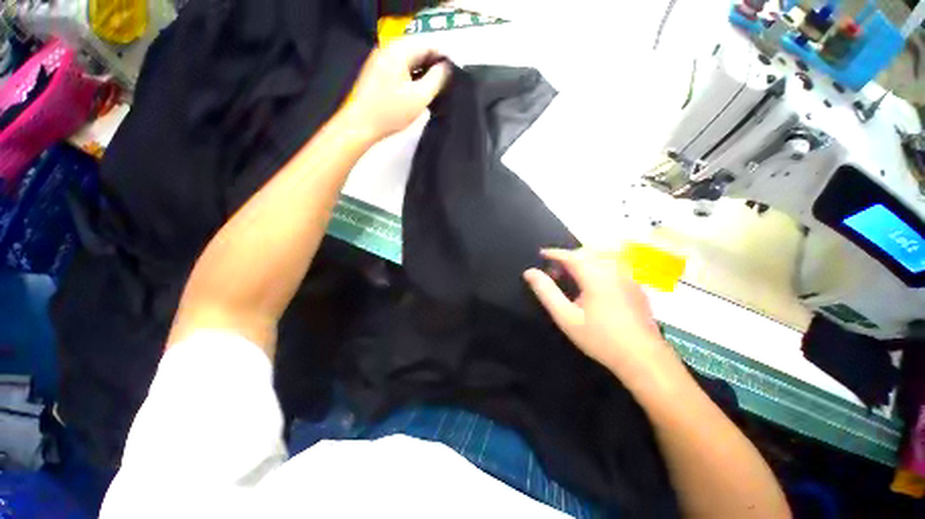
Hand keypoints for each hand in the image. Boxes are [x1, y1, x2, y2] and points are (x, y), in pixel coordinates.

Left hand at [342, 40, 450, 140]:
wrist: (361, 125)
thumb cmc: (391, 112)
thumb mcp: (420, 97)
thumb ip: (437, 79)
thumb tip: (447, 68)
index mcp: (398, 50)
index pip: (428, 44)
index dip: (443, 58)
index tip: (454, 75)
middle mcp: (388, 49)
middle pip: (418, 51)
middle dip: (433, 66)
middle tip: (446, 85)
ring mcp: (381, 60)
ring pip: (410, 61)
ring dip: (423, 73)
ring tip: (435, 90)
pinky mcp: (378, 73)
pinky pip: (401, 70)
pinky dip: (412, 78)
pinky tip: (419, 92)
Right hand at [524, 249, 679, 383]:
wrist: (644, 358)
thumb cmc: (600, 338)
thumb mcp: (566, 317)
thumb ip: (547, 292)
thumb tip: (530, 272)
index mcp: (596, 276)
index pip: (571, 255)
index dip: (554, 253)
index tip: (541, 253)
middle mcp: (614, 271)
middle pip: (587, 253)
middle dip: (568, 257)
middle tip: (555, 272)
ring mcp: (629, 278)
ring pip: (602, 259)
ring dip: (583, 262)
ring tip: (572, 278)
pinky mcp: (637, 287)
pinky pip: (613, 268)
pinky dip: (598, 268)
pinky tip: (593, 287)